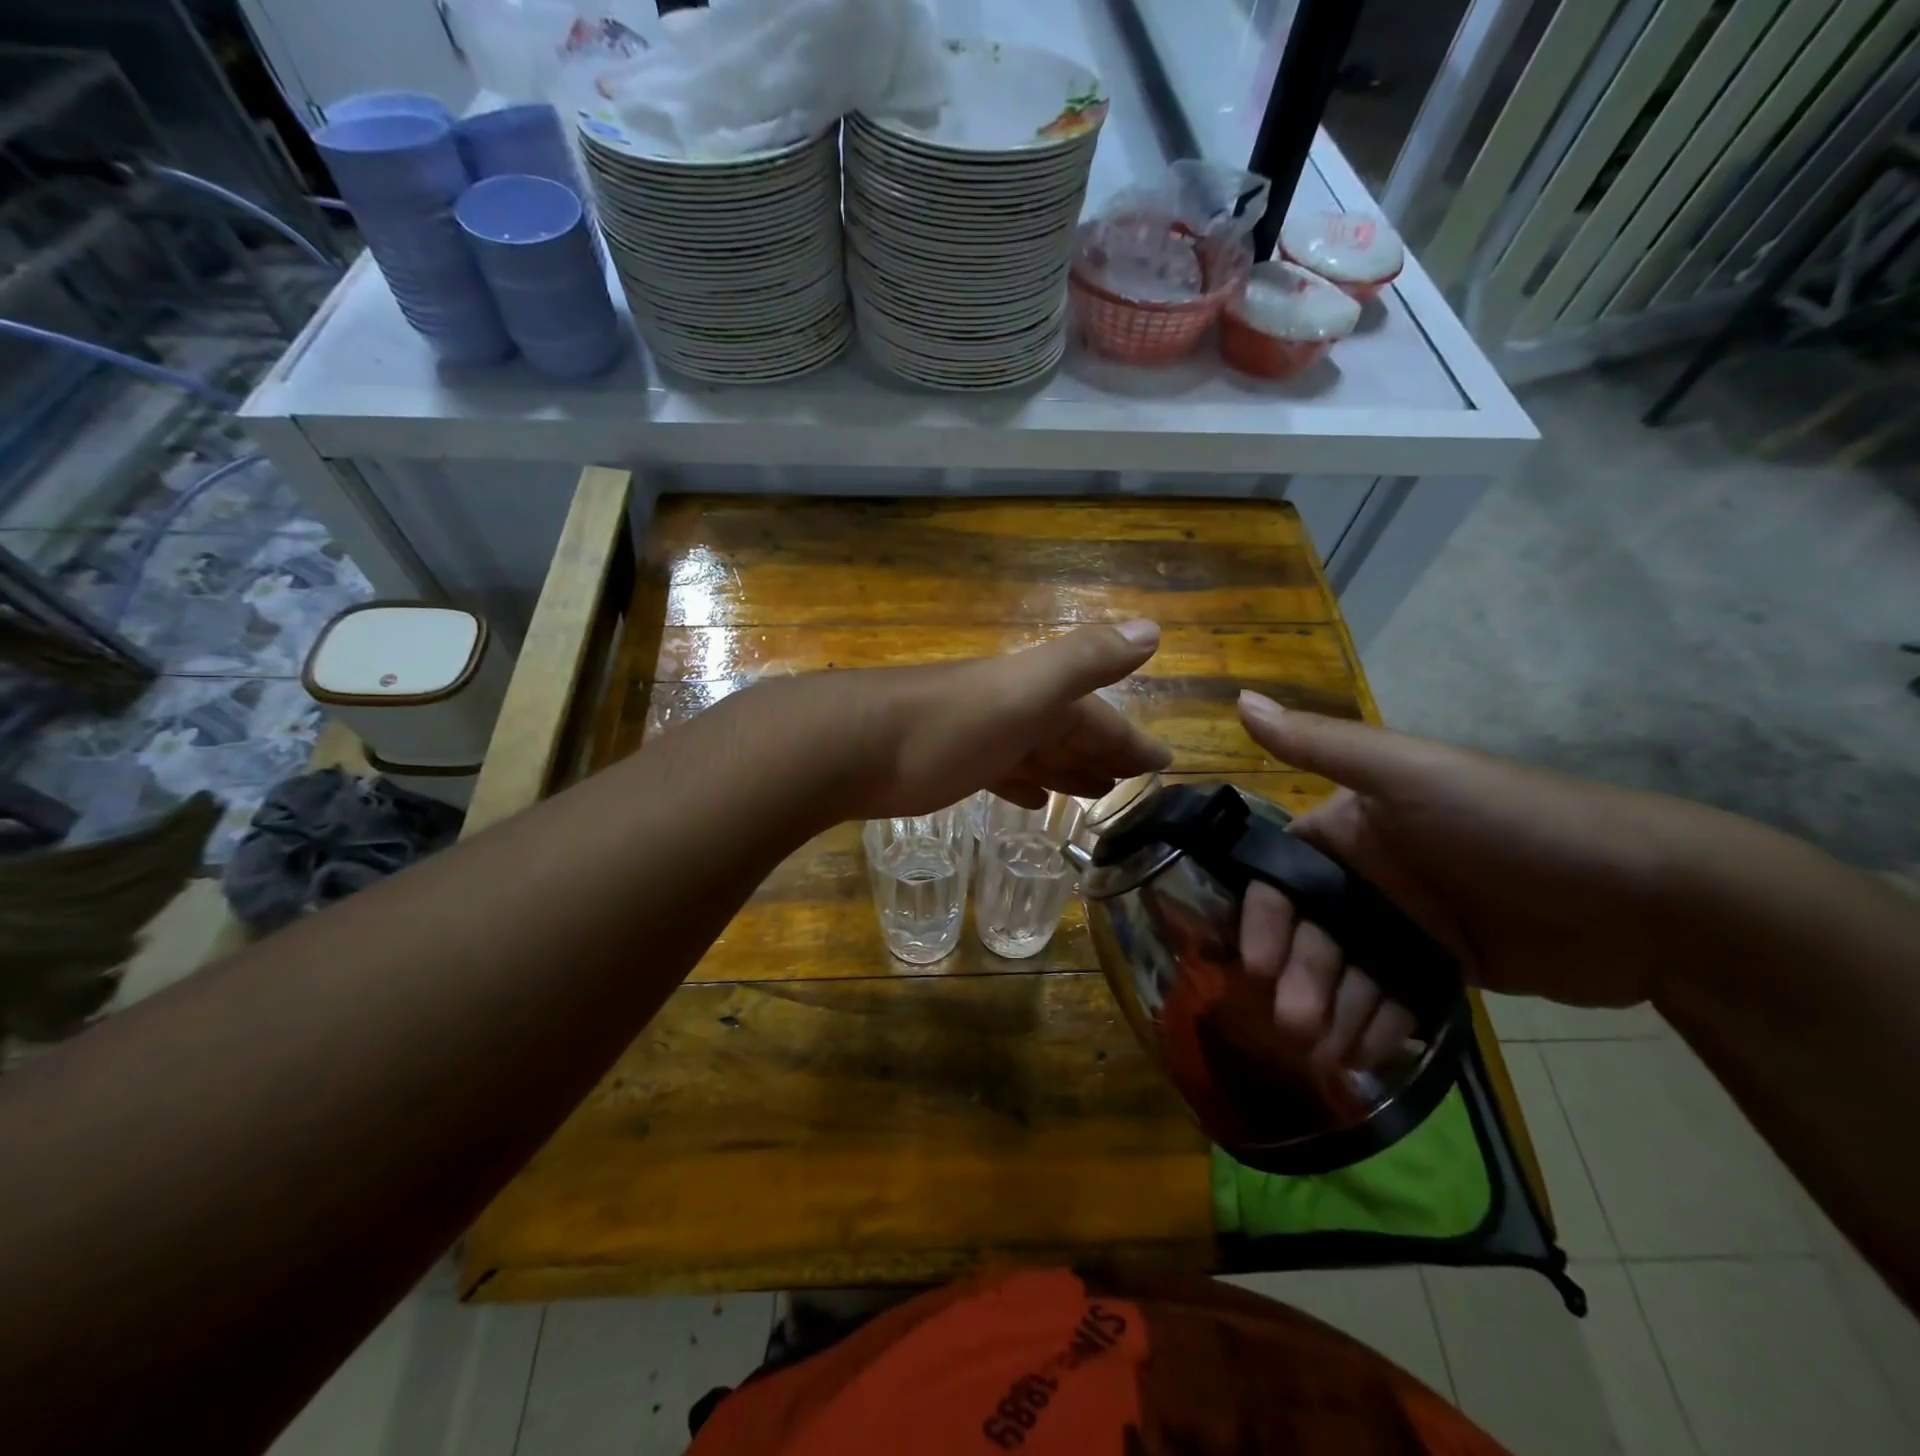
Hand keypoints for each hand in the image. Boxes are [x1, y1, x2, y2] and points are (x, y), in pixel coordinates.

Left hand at [746, 620, 1171, 821]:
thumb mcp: (1023, 690)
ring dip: (1065, 768)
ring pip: (1033, 751)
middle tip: (1132, 783)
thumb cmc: (944, 726)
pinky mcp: (944, 764)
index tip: (1163, 765)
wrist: (849, 746)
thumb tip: (1153, 628)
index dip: (1130, 740)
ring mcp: (975, 736)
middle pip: (1066, 732)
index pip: (1097, 716)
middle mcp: (1008, 710)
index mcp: (1033, 695)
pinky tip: (1030, 799)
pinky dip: (1020, 782)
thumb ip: (1083, 660)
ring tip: (1093, 793)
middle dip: (1102, 754)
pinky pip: (998, 771)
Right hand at [1234, 691, 1736, 1071]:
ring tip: (1326, 1052)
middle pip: (1310, 931)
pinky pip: (1391, 998)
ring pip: (1346, 972)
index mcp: (1351, 826)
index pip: (1283, 875)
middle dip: (1298, 976)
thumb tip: (1239, 699)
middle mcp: (1369, 873)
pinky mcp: (1443, 966)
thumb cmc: (1509, 823)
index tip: (1255, 963)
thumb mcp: (1408, 773)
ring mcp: (1407, 923)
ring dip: (1329, 1009)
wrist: (1650, 900)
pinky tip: (1361, 1057)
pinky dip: (1371, 1026)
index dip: (1263, 918)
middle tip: (1295, 1026)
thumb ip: (1320, 744)